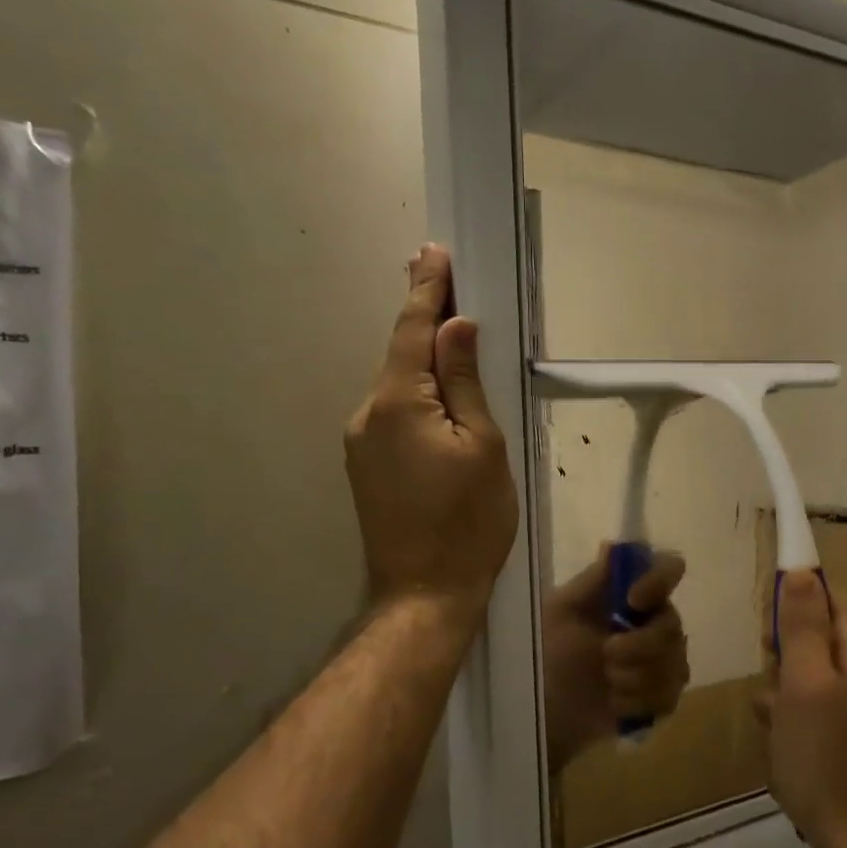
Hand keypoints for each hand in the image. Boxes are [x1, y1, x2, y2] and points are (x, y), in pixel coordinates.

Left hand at [345, 244, 517, 620]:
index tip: (435, 252)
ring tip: (459, 345)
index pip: (413, 330)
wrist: (424, 595)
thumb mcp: (484, 447)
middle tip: (453, 285)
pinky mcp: (367, 465)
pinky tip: (443, 401)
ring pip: (400, 386)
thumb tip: (457, 327)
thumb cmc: (469, 522)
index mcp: (399, 403)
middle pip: (402, 355)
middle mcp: (368, 413)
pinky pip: (395, 413)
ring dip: (426, 362)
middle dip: (428, 320)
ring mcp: (361, 442)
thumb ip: (467, 382)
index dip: (427, 289)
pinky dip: (420, 395)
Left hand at [542, 545, 689, 771]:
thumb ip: (593, 582)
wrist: (542, 709)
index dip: (659, 581)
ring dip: (635, 677)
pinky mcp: (662, 697)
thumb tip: (613, 546)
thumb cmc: (547, 652)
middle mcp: (653, 621)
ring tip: (607, 682)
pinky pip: (668, 696)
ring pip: (674, 664)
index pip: (667, 569)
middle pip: (673, 624)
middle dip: (639, 645)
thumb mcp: (561, 612)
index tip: (633, 601)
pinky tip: (616, 704)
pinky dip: (638, 702)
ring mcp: (662, 660)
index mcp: (630, 592)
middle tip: (606, 654)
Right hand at [755, 572, 846, 847]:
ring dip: (782, 689)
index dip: (789, 603)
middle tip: (776, 685)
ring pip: (806, 667)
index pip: (822, 589)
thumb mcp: (804, 682)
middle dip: (783, 653)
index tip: (769, 638)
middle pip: (812, 627)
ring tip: (777, 723)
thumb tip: (800, 569)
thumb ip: (802, 623)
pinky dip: (793, 714)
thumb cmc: (827, 755)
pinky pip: (812, 699)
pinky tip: (784, 742)